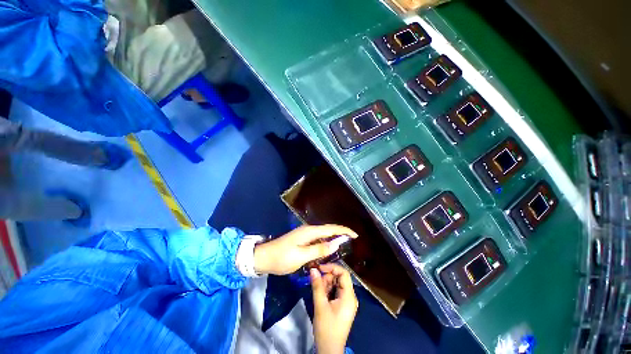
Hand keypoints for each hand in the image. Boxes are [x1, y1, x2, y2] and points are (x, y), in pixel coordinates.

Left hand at [253, 224, 357, 274]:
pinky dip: (326, 242)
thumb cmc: (282, 258)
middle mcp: (309, 230)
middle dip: (341, 233)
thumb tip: (337, 243)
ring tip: (344, 244)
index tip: (355, 235)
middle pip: (328, 229)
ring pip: (323, 234)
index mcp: (310, 231)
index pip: (331, 229)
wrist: (264, 257)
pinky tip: (328, 248)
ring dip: (334, 238)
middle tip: (352, 241)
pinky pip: (318, 239)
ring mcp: (305, 234)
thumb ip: (320, 249)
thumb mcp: (301, 256)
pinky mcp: (302, 239)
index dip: (344, 231)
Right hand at [311, 264, 357, 353]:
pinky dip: (327, 290)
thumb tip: (313, 269)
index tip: (319, 268)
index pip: (343, 273)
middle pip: (339, 278)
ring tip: (317, 291)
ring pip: (336, 284)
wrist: (329, 350)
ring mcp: (346, 301)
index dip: (332, 268)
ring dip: (326, 284)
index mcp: (349, 296)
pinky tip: (320, 296)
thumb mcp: (320, 306)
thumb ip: (317, 286)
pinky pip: (335, 292)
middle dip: (327, 277)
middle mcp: (350, 296)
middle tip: (316, 282)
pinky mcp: (342, 306)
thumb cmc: (326, 328)